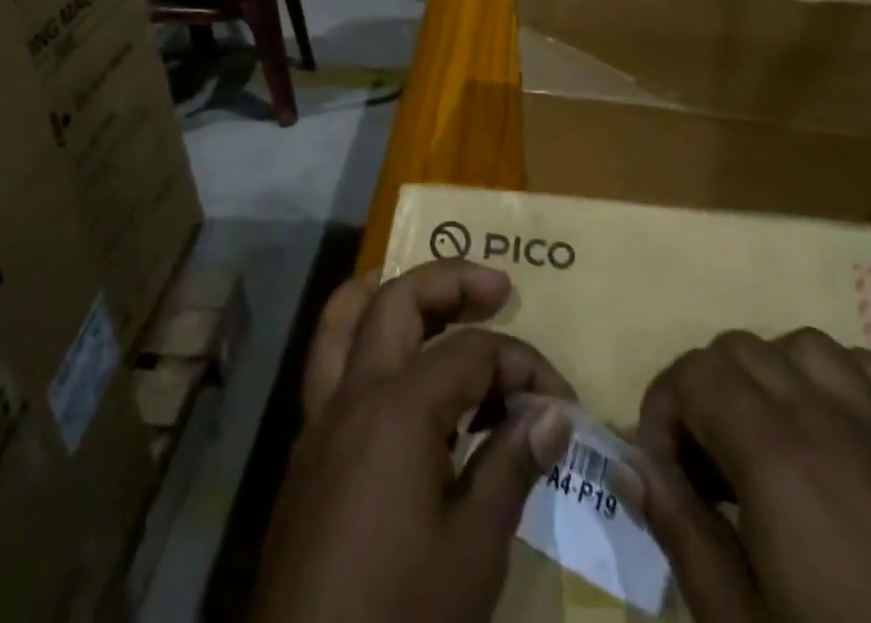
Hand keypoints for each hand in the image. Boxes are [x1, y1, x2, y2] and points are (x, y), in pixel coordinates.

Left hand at [251, 261, 574, 622]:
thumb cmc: (400, 617)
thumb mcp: (472, 553)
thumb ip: (510, 467)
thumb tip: (553, 416)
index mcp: (397, 408)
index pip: (471, 353)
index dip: (523, 365)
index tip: (561, 403)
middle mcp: (353, 393)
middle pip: (398, 301)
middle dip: (451, 281)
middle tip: (499, 289)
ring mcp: (321, 418)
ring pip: (343, 318)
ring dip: (387, 290)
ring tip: (429, 292)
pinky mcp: (308, 450)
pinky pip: (330, 363)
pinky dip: (361, 337)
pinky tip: (396, 370)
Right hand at [623, 329, 870, 622]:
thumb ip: (681, 531)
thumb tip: (627, 465)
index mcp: (776, 454)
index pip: (694, 374)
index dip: (662, 409)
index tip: (662, 471)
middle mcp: (828, 420)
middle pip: (741, 348)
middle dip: (704, 389)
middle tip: (701, 465)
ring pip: (807, 347)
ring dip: (771, 375)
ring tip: (761, 436)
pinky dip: (854, 381)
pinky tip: (839, 421)